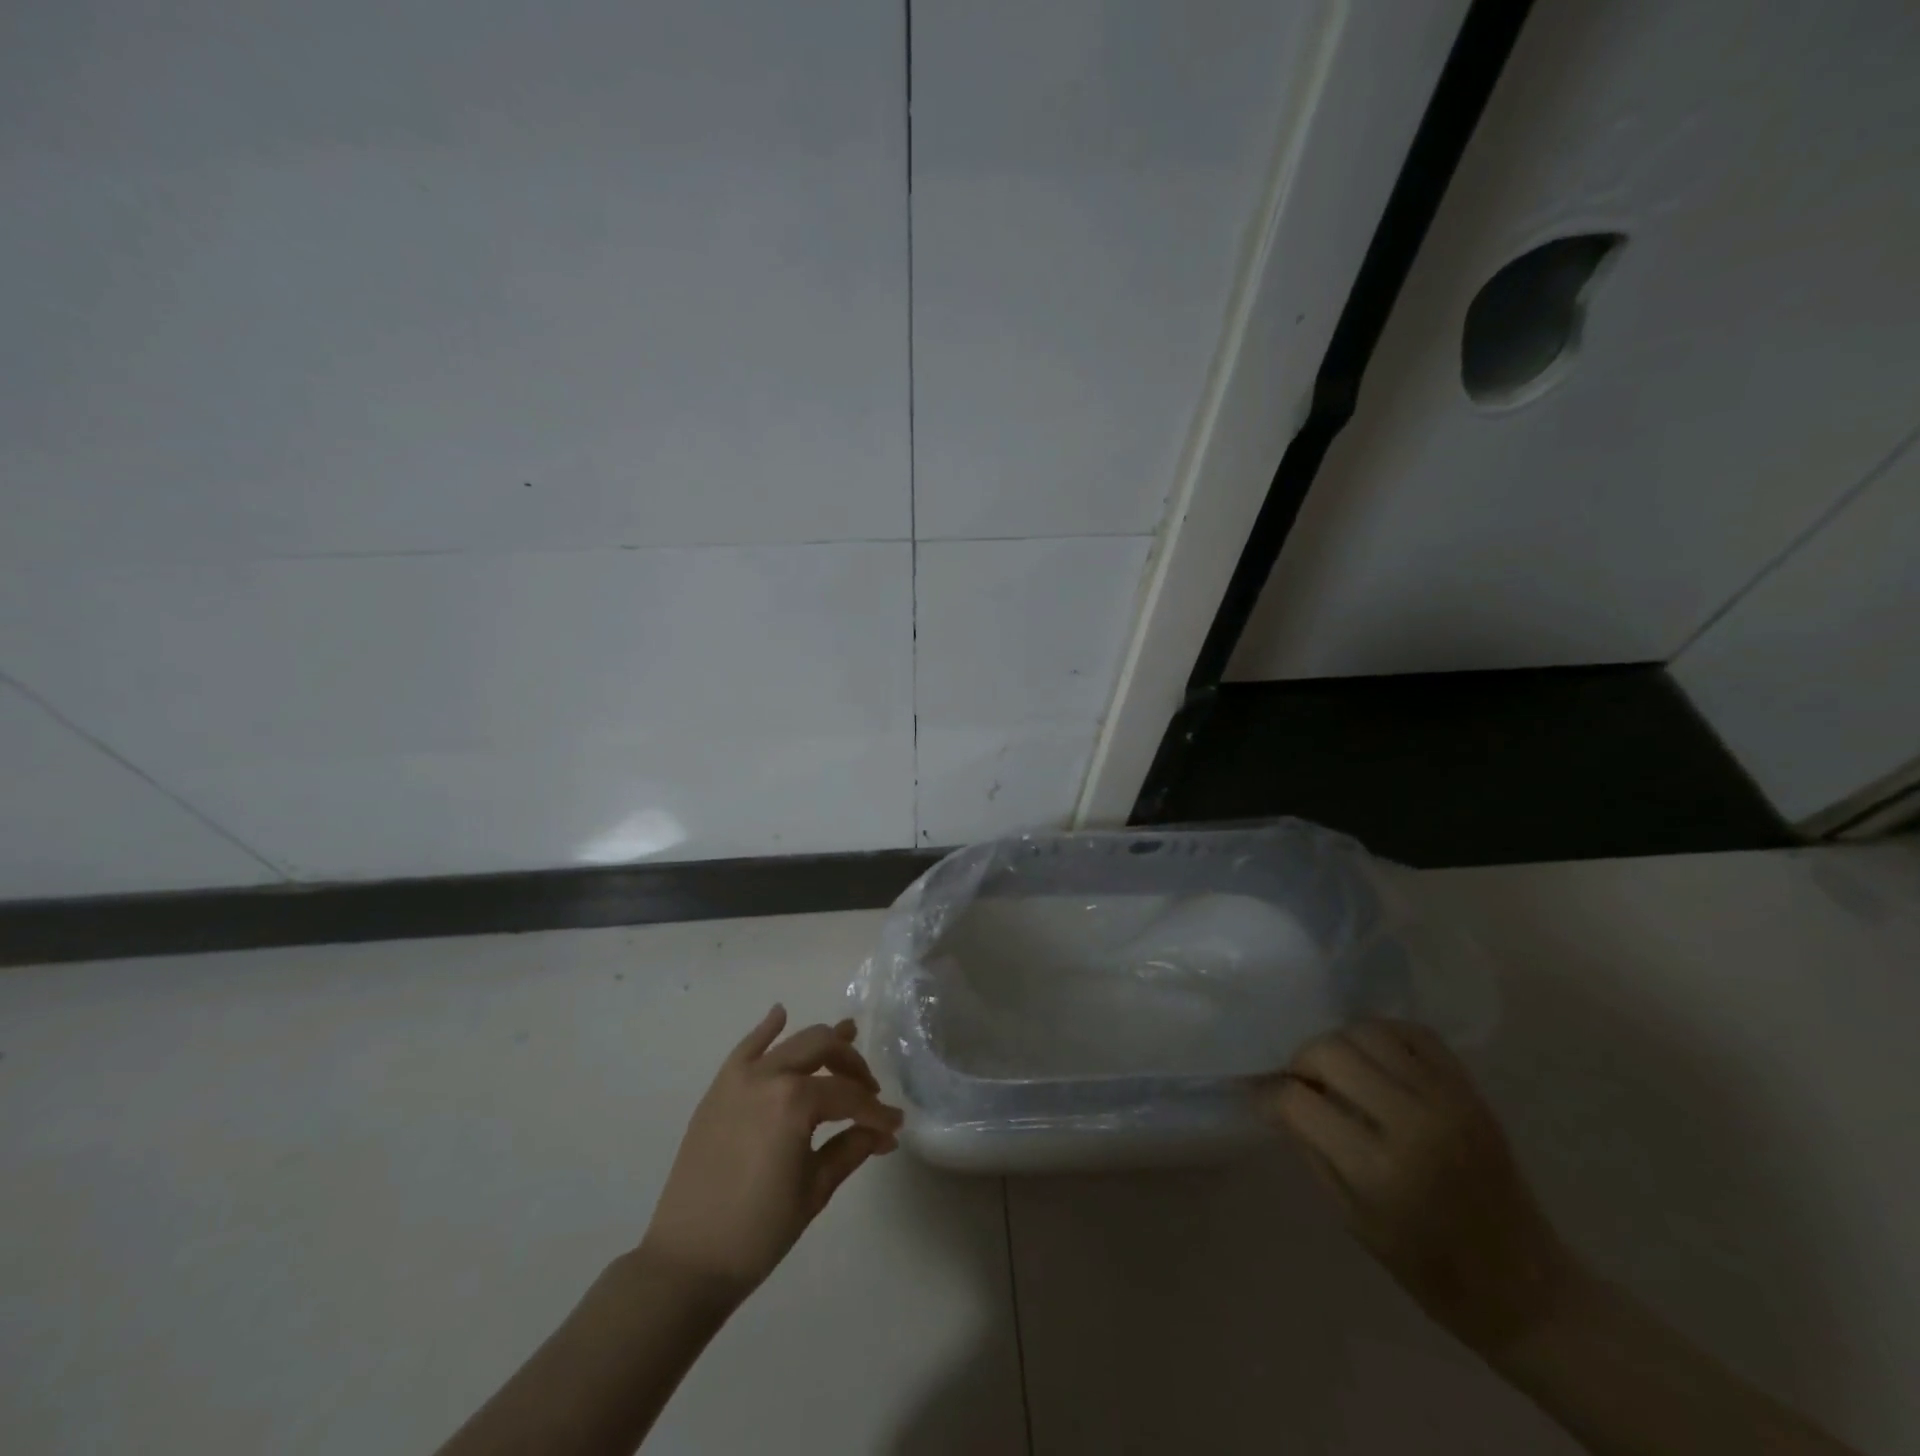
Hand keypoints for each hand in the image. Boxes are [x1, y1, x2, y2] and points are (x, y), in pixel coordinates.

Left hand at [639, 1005, 903, 1304]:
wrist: (687, 1261)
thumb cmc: (758, 1232)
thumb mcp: (814, 1190)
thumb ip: (852, 1149)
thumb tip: (884, 1133)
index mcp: (795, 1102)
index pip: (849, 1096)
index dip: (876, 1112)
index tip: (894, 1126)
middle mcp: (768, 1076)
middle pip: (823, 1049)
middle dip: (853, 1065)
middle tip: (869, 1091)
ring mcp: (739, 1078)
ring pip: (792, 1042)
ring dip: (822, 1043)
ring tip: (849, 1035)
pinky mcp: (719, 1088)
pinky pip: (746, 1047)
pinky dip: (767, 1028)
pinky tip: (781, 1014)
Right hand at [1257, 1019, 1572, 1354]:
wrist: (1524, 1286)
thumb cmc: (1428, 1267)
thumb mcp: (1351, 1216)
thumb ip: (1310, 1146)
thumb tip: (1274, 1096)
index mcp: (1378, 1168)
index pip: (1298, 1100)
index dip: (1271, 1095)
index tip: (1263, 1097)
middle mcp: (1412, 1122)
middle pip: (1329, 1051)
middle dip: (1301, 1061)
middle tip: (1301, 1083)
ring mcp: (1447, 1100)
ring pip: (1368, 1030)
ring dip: (1339, 1043)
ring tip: (1338, 1069)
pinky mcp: (1470, 1090)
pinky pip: (1414, 1033)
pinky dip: (1384, 1035)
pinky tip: (1375, 1059)